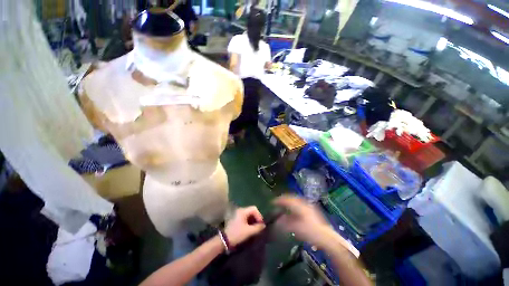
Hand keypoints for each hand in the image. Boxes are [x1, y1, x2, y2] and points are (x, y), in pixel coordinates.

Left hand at [224, 206, 265, 246]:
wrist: (226, 240)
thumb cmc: (238, 234)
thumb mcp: (250, 231)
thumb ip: (258, 227)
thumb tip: (263, 225)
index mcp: (242, 212)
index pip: (254, 209)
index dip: (259, 216)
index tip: (260, 224)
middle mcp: (239, 211)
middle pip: (251, 212)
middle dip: (256, 219)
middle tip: (259, 226)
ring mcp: (237, 216)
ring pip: (248, 216)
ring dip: (253, 221)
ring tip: (255, 228)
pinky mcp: (236, 220)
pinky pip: (245, 219)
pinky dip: (249, 223)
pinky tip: (250, 229)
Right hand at [274, 195, 333, 247]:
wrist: (324, 237)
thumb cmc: (309, 232)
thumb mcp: (294, 228)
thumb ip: (285, 223)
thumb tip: (277, 220)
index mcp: (301, 207)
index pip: (289, 200)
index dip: (280, 200)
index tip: (272, 202)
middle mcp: (306, 205)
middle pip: (294, 199)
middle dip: (285, 201)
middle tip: (278, 203)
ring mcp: (311, 209)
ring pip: (298, 203)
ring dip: (291, 204)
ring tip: (284, 208)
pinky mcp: (313, 214)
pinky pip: (302, 207)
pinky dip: (295, 209)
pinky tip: (293, 215)